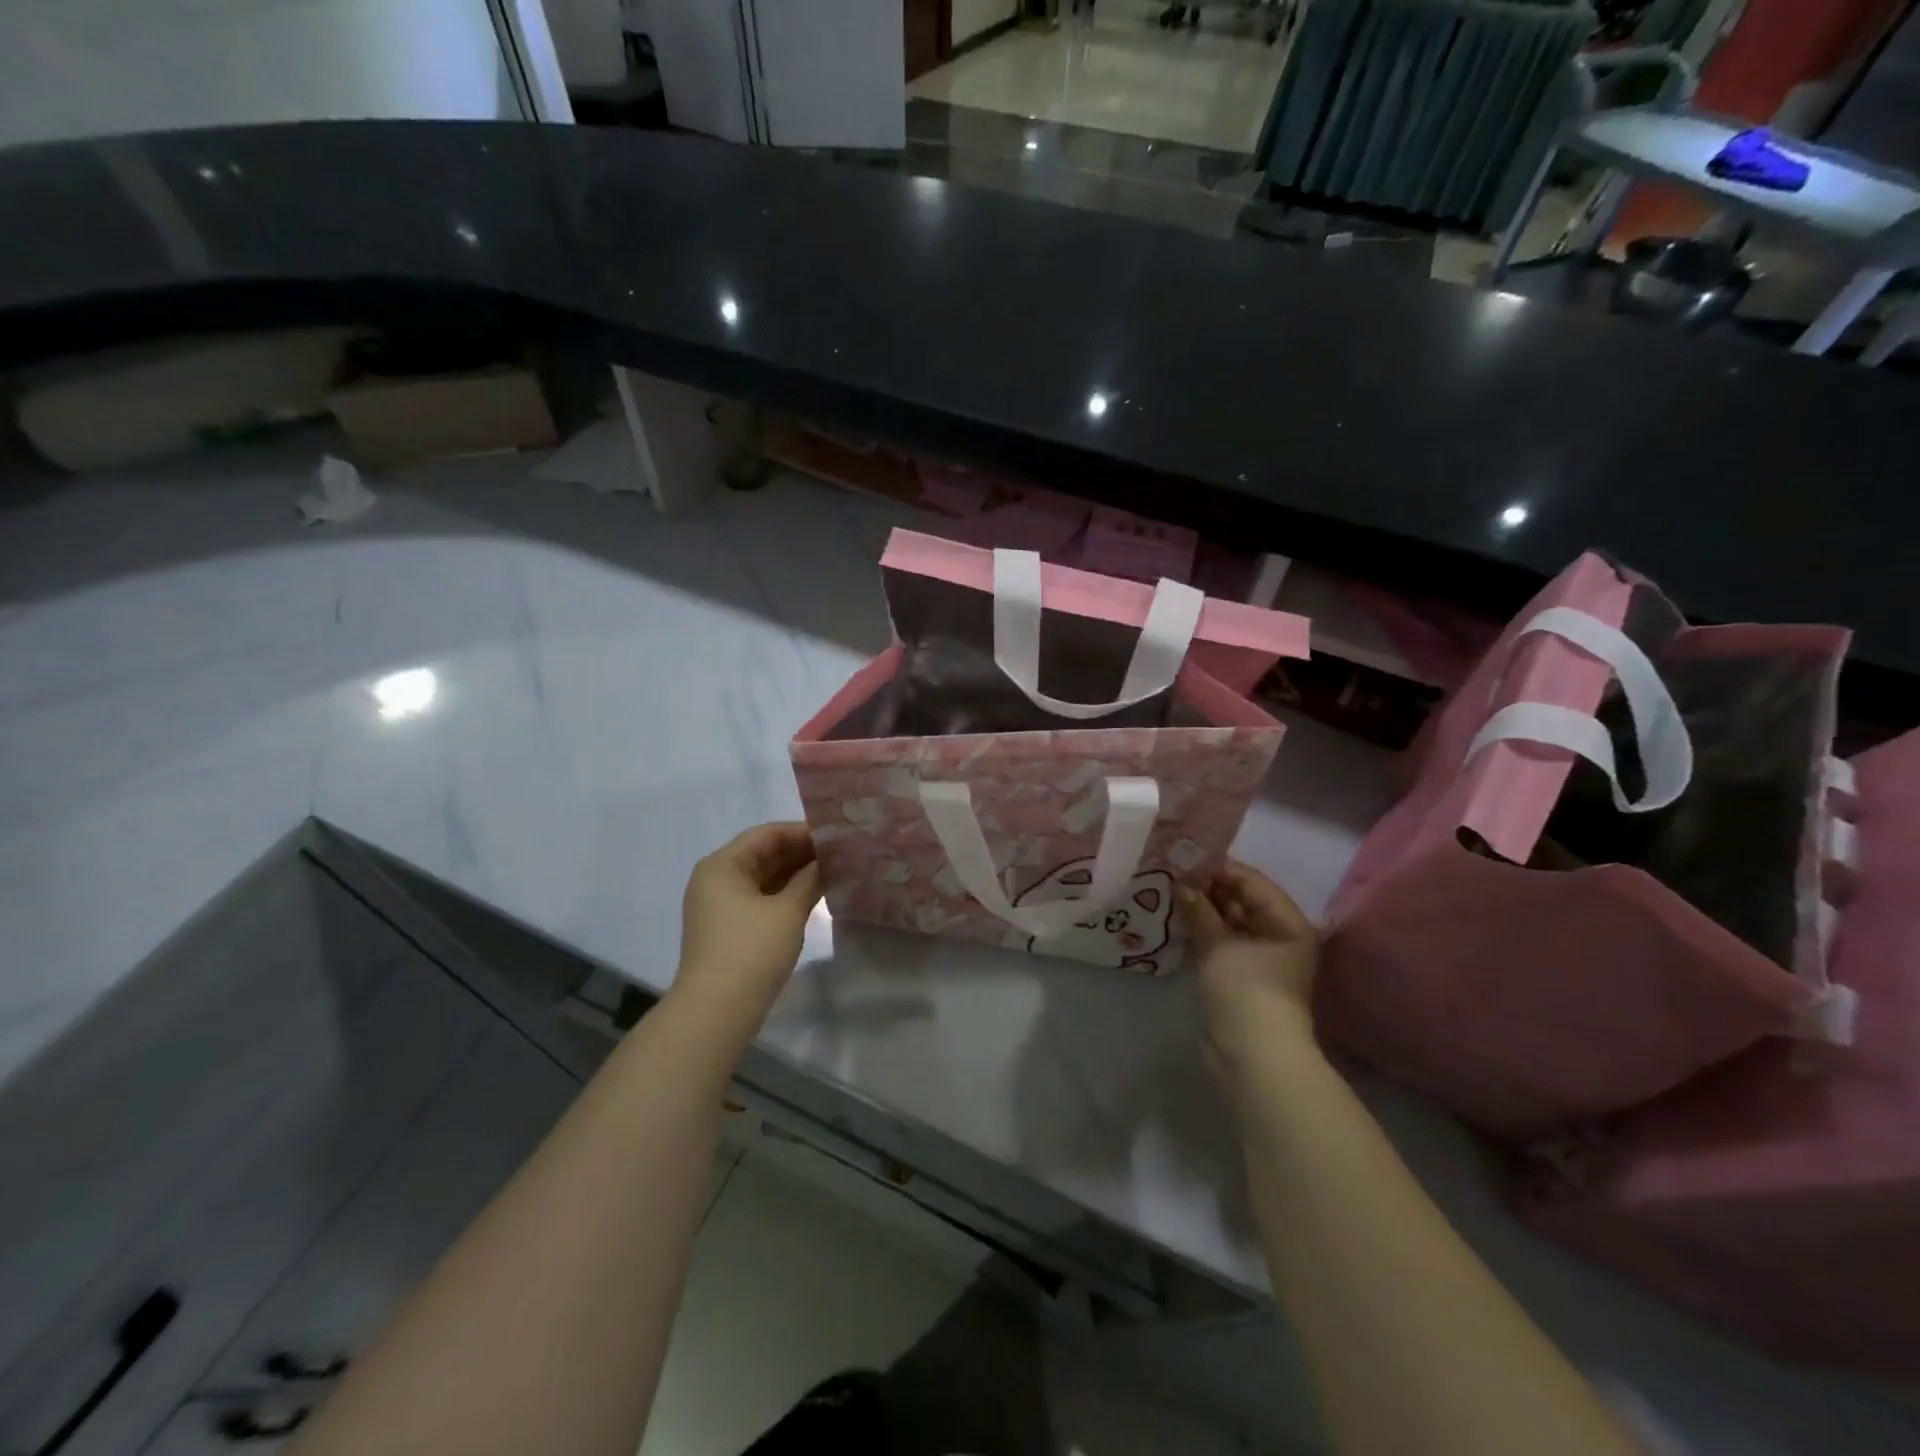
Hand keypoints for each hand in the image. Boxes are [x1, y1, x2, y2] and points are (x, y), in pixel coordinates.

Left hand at [673, 822, 821, 1036]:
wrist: (716, 1013)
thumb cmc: (751, 952)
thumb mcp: (787, 911)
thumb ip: (810, 879)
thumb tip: (828, 861)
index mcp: (722, 865)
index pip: (767, 834)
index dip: (803, 832)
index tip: (838, 835)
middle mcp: (716, 879)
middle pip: (764, 854)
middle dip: (802, 853)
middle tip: (842, 853)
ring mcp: (720, 906)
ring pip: (764, 878)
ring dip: (797, 874)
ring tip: (836, 871)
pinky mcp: (729, 929)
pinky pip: (761, 899)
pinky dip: (787, 895)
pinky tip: (816, 895)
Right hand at [1179, 860, 1320, 1069]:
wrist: (1254, 1054)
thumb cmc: (1246, 989)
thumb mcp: (1218, 943)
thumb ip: (1198, 909)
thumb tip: (1180, 884)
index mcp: (1287, 921)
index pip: (1251, 880)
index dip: (1217, 868)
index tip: (1183, 859)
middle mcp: (1279, 935)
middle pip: (1241, 900)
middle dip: (1207, 888)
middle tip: (1171, 875)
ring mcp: (1261, 957)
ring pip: (1229, 922)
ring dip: (1202, 910)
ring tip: (1168, 894)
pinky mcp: (1243, 976)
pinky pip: (1222, 942)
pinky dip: (1203, 931)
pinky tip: (1177, 921)